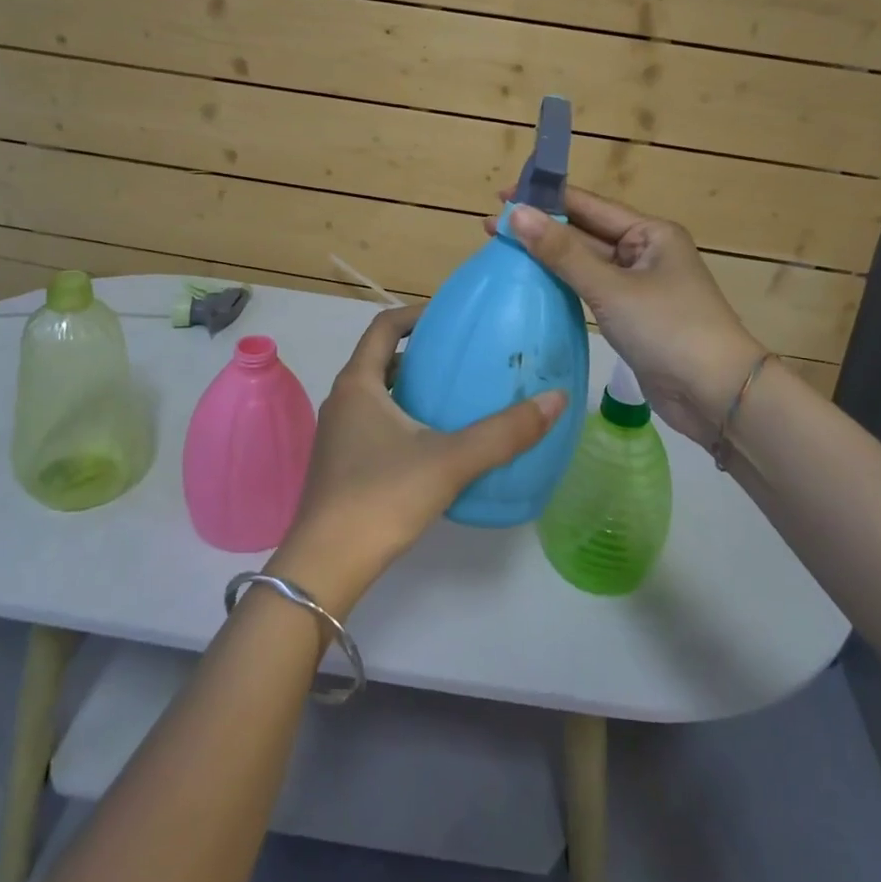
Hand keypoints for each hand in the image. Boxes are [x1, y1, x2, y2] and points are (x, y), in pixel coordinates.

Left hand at [271, 304, 565, 616]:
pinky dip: (402, 418)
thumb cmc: (382, 498)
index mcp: (358, 384)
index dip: (416, 314)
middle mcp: (342, 401)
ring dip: (410, 387)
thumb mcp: (450, 461)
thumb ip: (504, 432)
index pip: (384, 327)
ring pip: (377, 394)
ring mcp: (336, 435)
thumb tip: (556, 400)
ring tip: (453, 397)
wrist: (325, 567)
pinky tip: (433, 444)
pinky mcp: (340, 465)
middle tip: (461, 358)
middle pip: (380, 359)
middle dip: (419, 352)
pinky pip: (374, 423)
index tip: (451, 316)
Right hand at [494, 187, 764, 445]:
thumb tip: (517, 215)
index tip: (504, 195)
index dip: (546, 199)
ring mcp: (639, 287)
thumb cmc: (669, 329)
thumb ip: (563, 253)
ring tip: (505, 250)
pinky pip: (591, 292)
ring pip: (586, 265)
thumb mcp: (611, 288)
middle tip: (491, 226)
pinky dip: (564, 286)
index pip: (589, 206)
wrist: (717, 395)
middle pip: (585, 234)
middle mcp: (645, 253)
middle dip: (541, 230)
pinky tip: (535, 284)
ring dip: (549, 258)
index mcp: (650, 233)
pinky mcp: (632, 317)